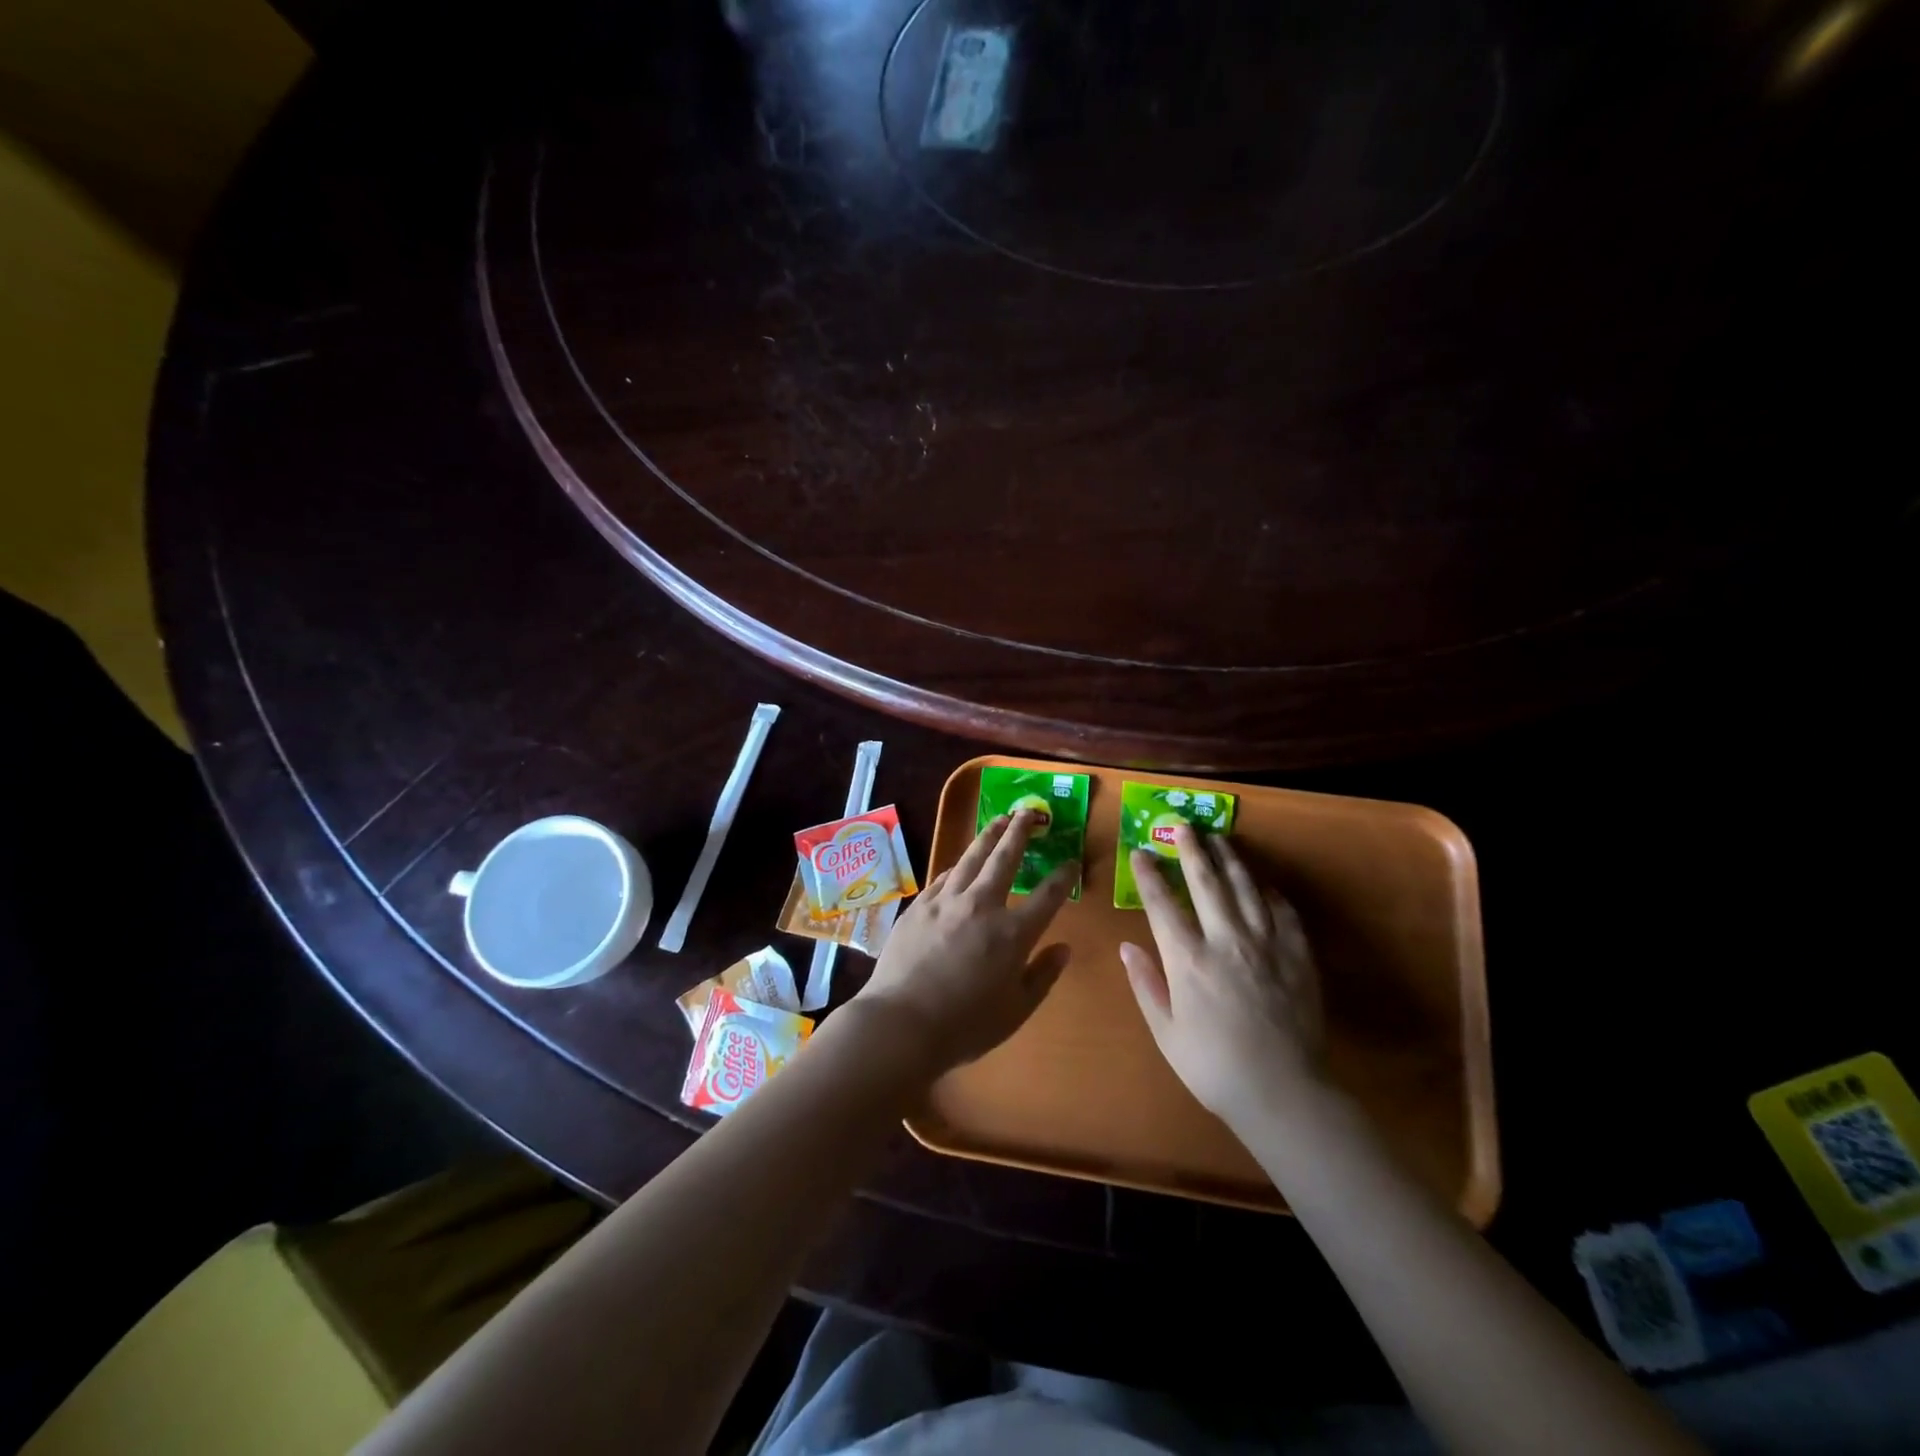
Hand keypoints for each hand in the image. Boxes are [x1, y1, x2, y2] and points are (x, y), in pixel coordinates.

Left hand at [850, 811, 1075, 1076]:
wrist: (901, 1023)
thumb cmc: (965, 1026)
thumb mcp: (1016, 1010)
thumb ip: (1043, 975)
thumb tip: (1064, 948)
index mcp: (1013, 933)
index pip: (1048, 896)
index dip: (1063, 876)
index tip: (1071, 862)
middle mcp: (982, 906)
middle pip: (1005, 858)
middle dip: (1021, 832)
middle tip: (1030, 812)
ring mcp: (946, 901)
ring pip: (972, 858)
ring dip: (988, 836)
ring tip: (999, 820)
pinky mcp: (919, 906)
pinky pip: (943, 876)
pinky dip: (958, 865)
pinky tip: (961, 862)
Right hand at [1121, 824, 1324, 1129]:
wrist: (1283, 1092)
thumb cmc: (1213, 1066)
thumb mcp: (1166, 1032)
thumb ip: (1146, 985)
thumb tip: (1128, 947)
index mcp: (1188, 959)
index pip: (1162, 903)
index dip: (1149, 874)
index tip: (1141, 852)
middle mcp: (1225, 940)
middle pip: (1206, 882)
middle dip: (1192, 850)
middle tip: (1184, 826)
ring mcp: (1265, 944)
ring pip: (1245, 888)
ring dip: (1231, 860)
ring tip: (1221, 839)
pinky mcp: (1297, 956)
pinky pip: (1284, 913)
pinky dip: (1270, 895)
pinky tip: (1263, 886)